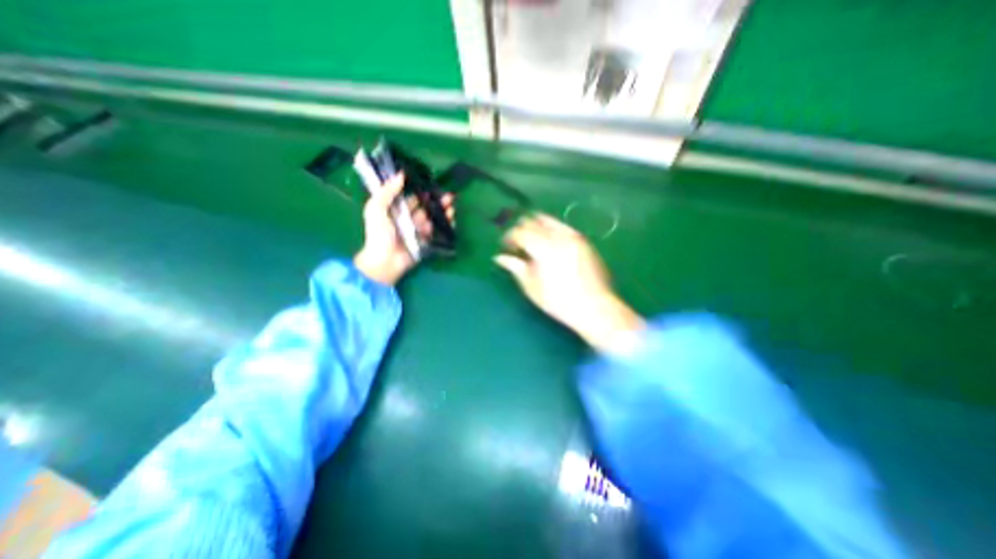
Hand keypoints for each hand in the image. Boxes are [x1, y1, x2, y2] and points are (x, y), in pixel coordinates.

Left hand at [354, 173, 453, 287]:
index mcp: (397, 211)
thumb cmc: (379, 235)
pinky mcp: (427, 242)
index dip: (423, 193)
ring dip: (444, 213)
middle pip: (426, 208)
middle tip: (450, 197)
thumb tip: (401, 175)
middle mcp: (409, 219)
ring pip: (434, 219)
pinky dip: (446, 226)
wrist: (385, 261)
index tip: (435, 188)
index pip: (413, 199)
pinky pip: (438, 232)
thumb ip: (387, 192)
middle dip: (438, 202)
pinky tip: (452, 220)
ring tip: (452, 208)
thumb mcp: (376, 209)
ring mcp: (419, 231)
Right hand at [499, 214, 646, 353]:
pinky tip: (549, 244)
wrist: (595, 307)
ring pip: (547, 220)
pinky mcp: (583, 240)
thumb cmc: (559, 301)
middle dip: (521, 230)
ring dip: (535, 226)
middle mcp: (558, 236)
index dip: (509, 238)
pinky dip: (550, 230)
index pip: (519, 232)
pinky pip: (561, 226)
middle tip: (517, 245)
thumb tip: (499, 257)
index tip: (505, 248)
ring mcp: (573, 235)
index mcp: (543, 248)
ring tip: (532, 242)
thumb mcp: (532, 287)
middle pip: (532, 221)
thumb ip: (515, 268)